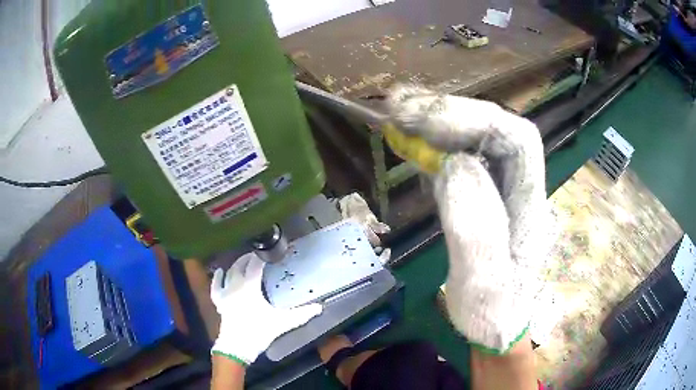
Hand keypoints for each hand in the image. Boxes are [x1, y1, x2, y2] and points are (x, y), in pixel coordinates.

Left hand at [210, 253, 322, 364]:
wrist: (237, 346)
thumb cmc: (259, 331)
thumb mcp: (283, 322)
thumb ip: (302, 314)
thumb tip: (320, 307)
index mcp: (250, 286)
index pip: (255, 265)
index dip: (262, 257)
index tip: (269, 252)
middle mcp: (236, 285)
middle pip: (240, 265)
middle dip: (248, 258)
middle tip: (257, 255)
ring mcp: (225, 293)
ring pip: (229, 273)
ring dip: (236, 265)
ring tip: (243, 262)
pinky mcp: (219, 301)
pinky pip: (216, 286)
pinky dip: (217, 278)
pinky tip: (219, 272)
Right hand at [387, 85, 548, 352]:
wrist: (498, 327)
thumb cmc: (494, 312)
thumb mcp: (484, 284)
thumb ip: (475, 228)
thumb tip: (454, 165)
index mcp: (531, 204)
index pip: (517, 139)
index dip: (473, 118)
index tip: (423, 117)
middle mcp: (520, 187)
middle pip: (494, 130)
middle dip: (448, 113)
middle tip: (399, 106)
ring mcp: (502, 189)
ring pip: (476, 141)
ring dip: (438, 124)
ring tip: (398, 115)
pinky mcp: (483, 196)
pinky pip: (461, 159)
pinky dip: (434, 145)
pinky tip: (411, 142)